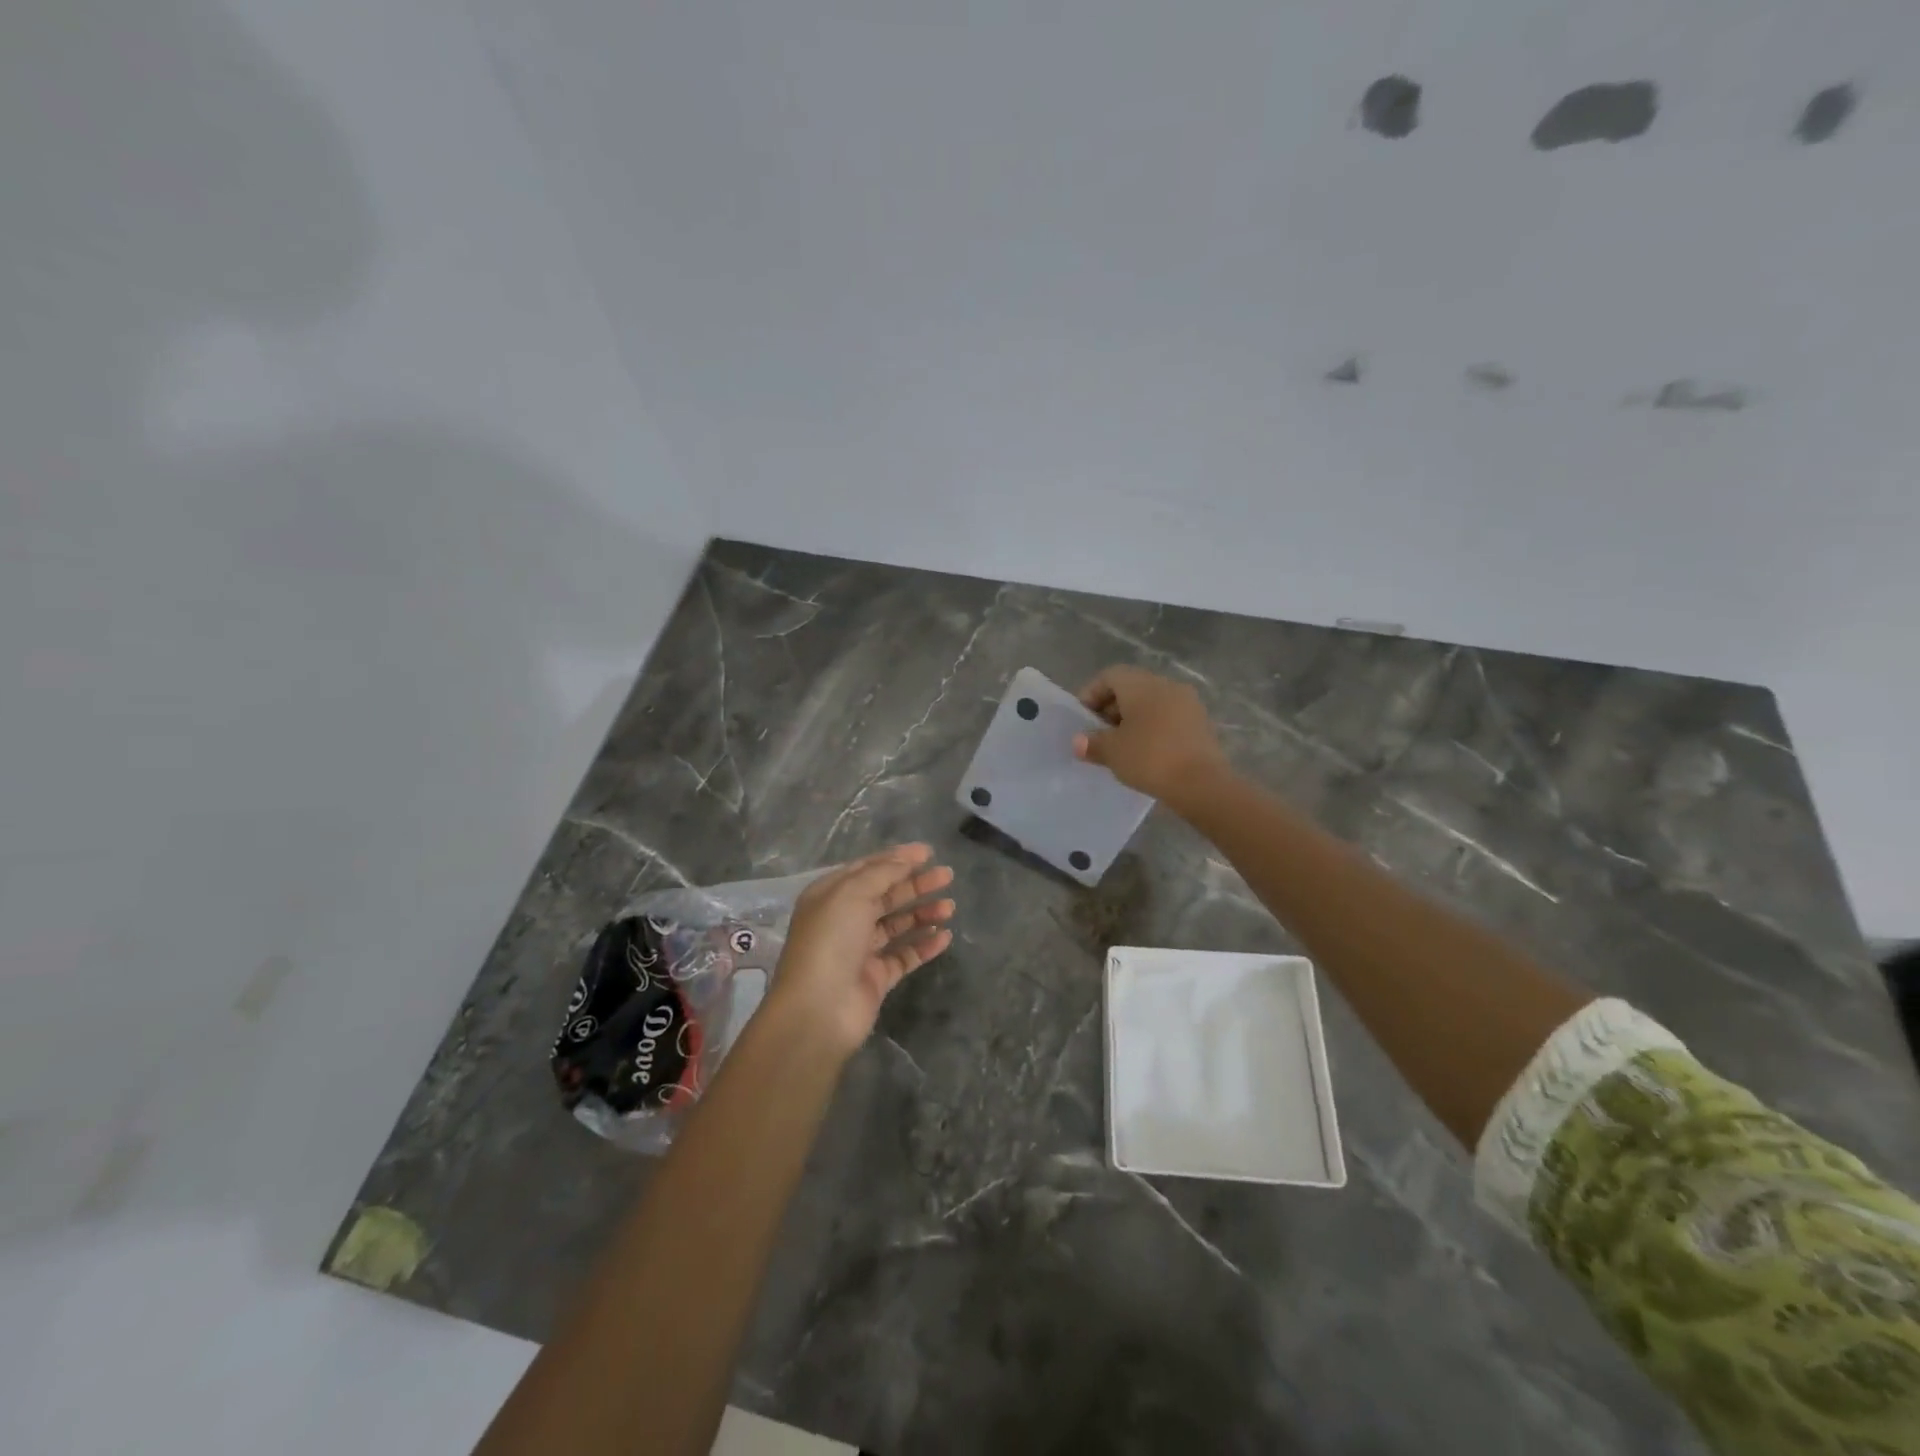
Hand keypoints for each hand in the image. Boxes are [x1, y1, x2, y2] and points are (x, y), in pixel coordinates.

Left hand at [767, 844, 954, 1054]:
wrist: (818, 1009)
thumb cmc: (831, 940)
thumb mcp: (852, 893)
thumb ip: (882, 873)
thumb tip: (906, 858)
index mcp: (831, 895)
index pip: (868, 869)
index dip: (897, 858)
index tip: (928, 852)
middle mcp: (844, 920)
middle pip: (886, 895)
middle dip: (916, 884)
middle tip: (948, 875)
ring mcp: (860, 950)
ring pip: (897, 925)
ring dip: (923, 913)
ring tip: (950, 907)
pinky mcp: (876, 978)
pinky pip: (904, 956)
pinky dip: (924, 945)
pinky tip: (945, 936)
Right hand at [1073, 665, 1231, 809]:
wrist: (1202, 783)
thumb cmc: (1150, 758)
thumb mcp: (1112, 752)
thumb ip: (1092, 743)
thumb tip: (1079, 742)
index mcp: (1141, 685)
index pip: (1110, 676)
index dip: (1091, 694)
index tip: (1082, 719)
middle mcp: (1166, 685)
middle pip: (1132, 687)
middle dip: (1111, 708)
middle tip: (1098, 734)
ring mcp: (1188, 703)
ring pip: (1152, 703)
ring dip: (1133, 719)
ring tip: (1120, 746)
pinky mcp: (1201, 723)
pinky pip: (1168, 717)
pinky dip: (1152, 728)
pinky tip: (1145, 753)